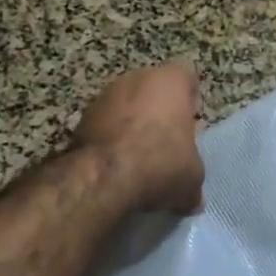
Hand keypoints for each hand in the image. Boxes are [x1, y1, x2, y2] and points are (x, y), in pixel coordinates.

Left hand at [75, 60, 205, 215]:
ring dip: (131, 123)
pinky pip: (104, 122)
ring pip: (126, 104)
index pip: (186, 76)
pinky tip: (115, 164)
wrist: (104, 175)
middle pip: (153, 88)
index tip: (190, 123)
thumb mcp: (192, 178)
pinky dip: (109, 137)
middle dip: (159, 110)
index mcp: (170, 81)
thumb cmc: (161, 162)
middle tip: (165, 141)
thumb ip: (193, 178)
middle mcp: (137, 77)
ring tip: (137, 156)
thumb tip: (192, 199)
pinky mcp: (83, 116)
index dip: (190, 98)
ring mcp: (105, 94)